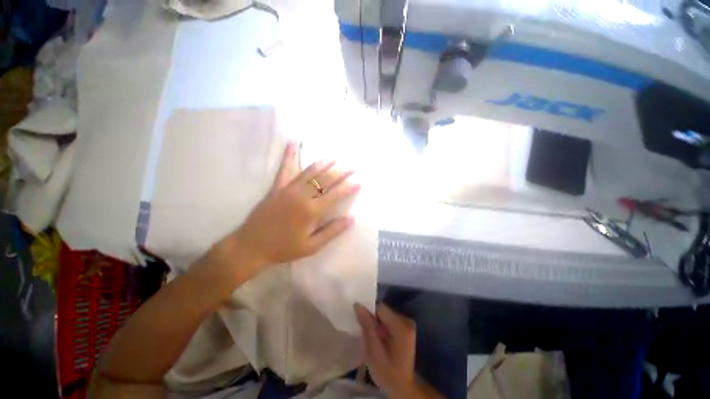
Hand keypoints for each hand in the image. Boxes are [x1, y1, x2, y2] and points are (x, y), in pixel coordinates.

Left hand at [227, 142, 360, 272]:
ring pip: (310, 170)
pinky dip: (290, 154)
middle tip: (353, 165)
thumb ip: (332, 231)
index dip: (349, 186)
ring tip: (335, 157)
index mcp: (311, 211)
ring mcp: (288, 188)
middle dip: (342, 171)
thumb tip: (350, 219)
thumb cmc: (284, 248)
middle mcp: (302, 195)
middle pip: (326, 179)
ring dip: (324, 162)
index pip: (336, 194)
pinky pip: (285, 168)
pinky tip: (293, 142)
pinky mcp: (277, 186)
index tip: (360, 180)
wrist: (251, 246)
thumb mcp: (312, 246)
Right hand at [355, 304, 416, 396]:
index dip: (368, 313)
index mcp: (401, 326)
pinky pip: (389, 320)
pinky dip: (382, 327)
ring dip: (377, 324)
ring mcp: (407, 324)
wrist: (403, 388)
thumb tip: (358, 305)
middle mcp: (406, 320)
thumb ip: (366, 326)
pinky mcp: (406, 328)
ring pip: (385, 315)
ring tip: (372, 338)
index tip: (361, 324)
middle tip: (366, 334)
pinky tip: (379, 339)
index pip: (380, 308)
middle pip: (383, 311)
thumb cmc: (387, 372)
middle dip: (373, 320)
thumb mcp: (373, 351)